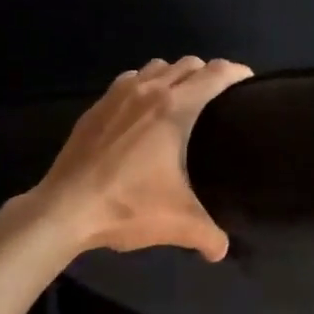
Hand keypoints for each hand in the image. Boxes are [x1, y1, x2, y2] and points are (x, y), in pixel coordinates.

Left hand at [21, 55, 252, 261]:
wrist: (64, 209)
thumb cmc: (126, 206)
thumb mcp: (177, 223)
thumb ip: (208, 235)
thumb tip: (222, 249)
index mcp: (175, 109)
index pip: (214, 74)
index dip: (236, 72)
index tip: (249, 82)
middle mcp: (149, 91)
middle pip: (187, 64)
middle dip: (208, 73)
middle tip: (218, 97)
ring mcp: (119, 95)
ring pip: (156, 66)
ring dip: (174, 74)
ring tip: (180, 98)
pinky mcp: (97, 106)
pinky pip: (129, 79)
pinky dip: (144, 84)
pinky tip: (141, 108)